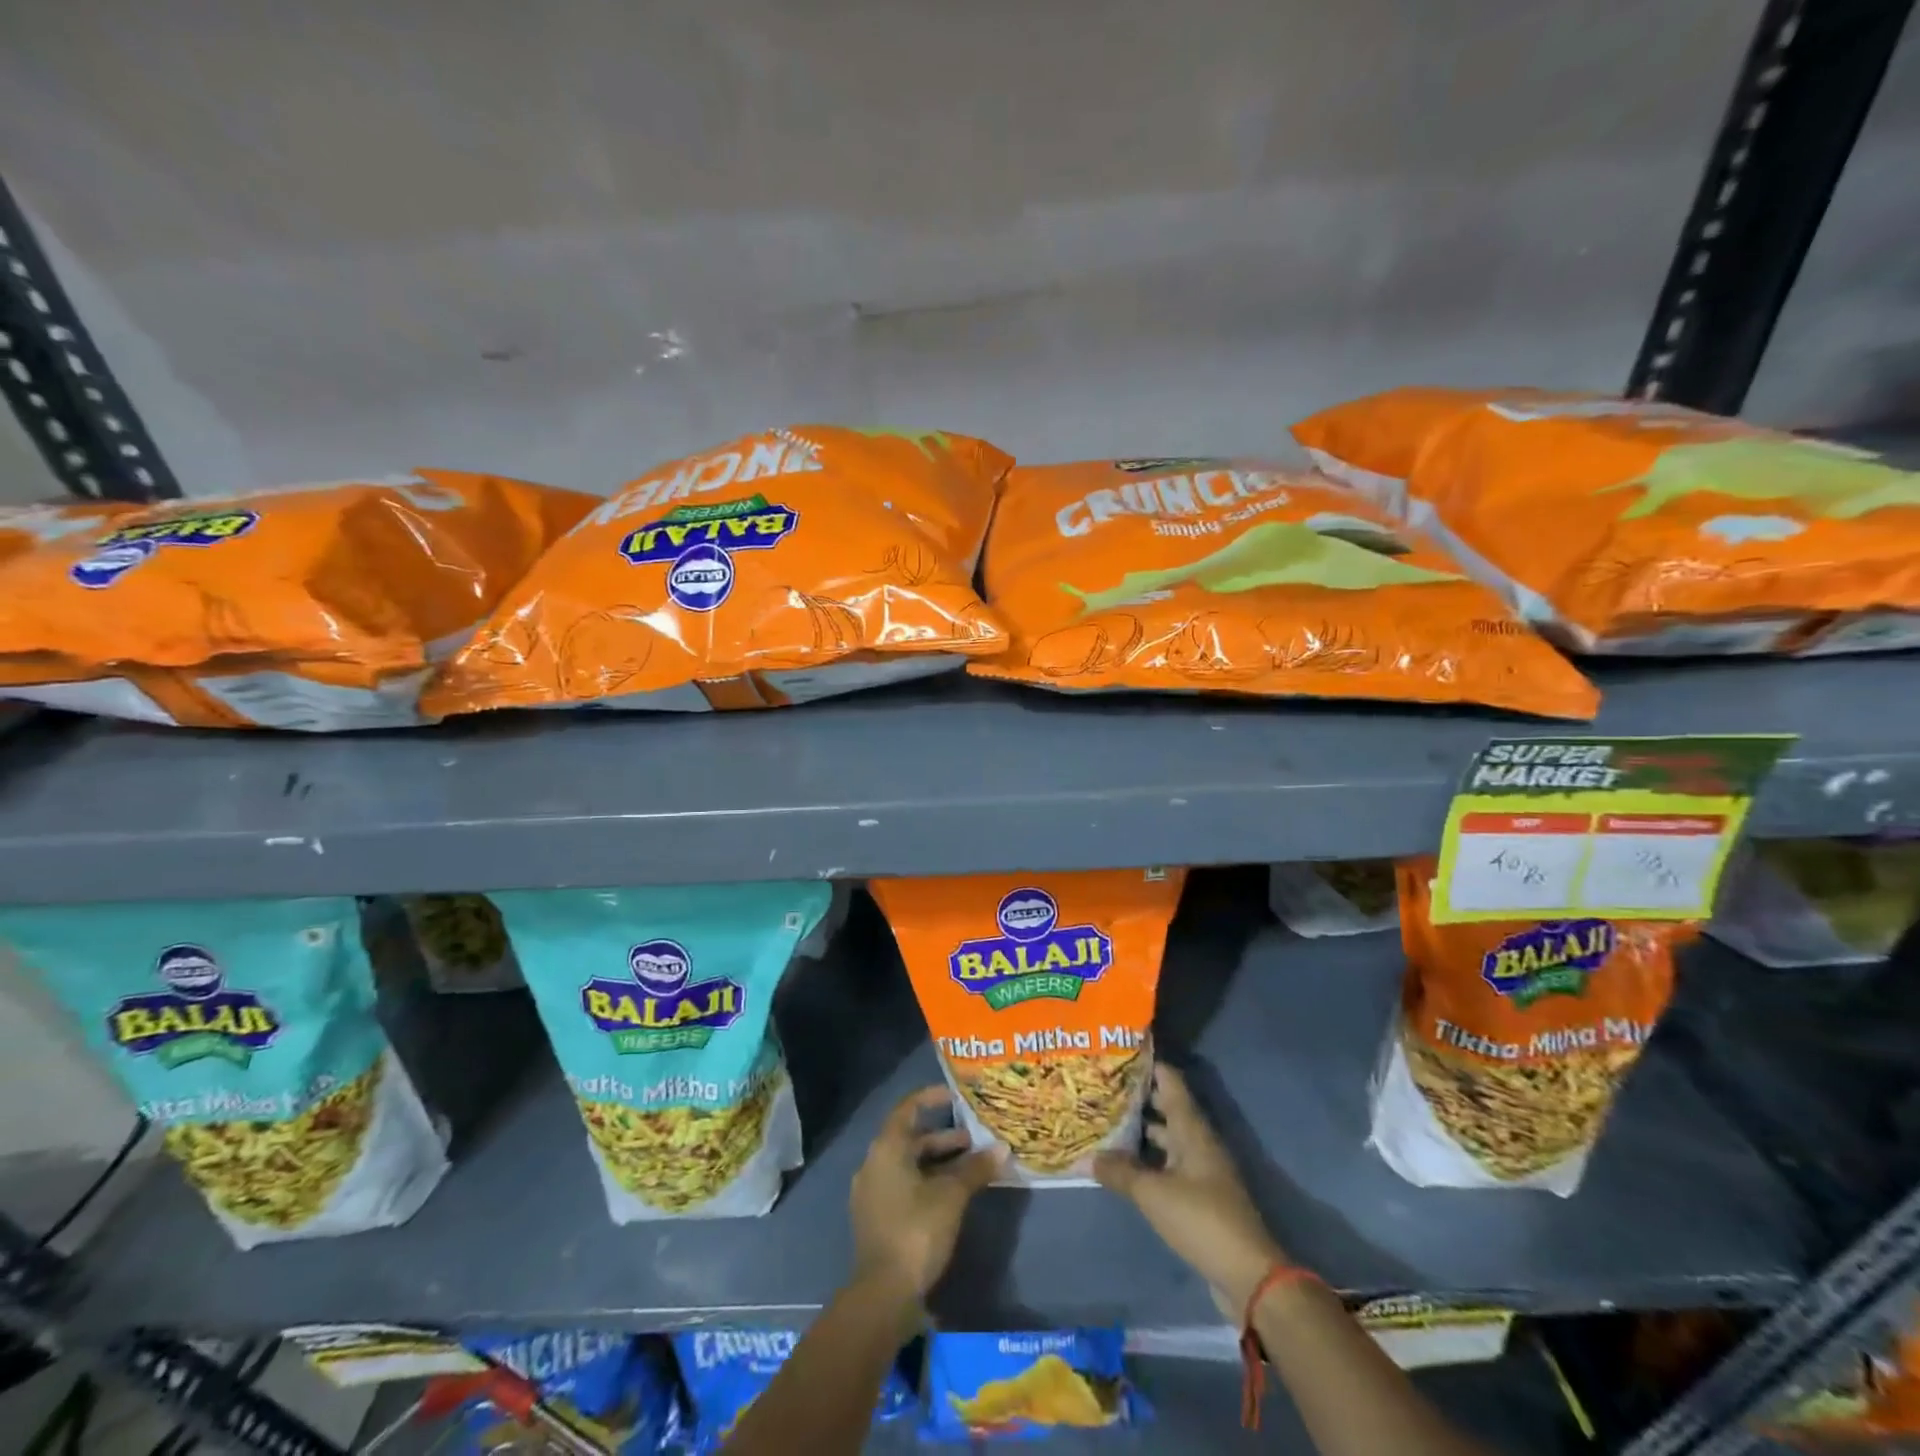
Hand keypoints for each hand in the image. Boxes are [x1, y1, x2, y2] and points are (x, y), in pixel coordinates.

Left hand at [850, 1086, 1003, 1300]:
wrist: (883, 1293)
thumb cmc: (916, 1230)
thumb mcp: (952, 1196)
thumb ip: (976, 1169)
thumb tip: (1002, 1149)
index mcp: (887, 1148)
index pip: (908, 1108)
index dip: (931, 1098)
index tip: (955, 1095)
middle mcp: (874, 1163)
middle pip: (910, 1139)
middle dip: (943, 1138)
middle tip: (974, 1140)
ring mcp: (872, 1192)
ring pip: (909, 1164)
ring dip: (938, 1162)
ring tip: (970, 1167)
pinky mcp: (876, 1217)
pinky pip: (903, 1185)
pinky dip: (927, 1181)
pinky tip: (951, 1195)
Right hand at [1095, 1063, 1286, 1314]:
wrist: (1248, 1275)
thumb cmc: (1202, 1219)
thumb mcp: (1153, 1194)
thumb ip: (1119, 1172)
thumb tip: (1086, 1157)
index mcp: (1192, 1128)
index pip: (1169, 1080)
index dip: (1147, 1064)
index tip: (1117, 1053)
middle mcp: (1197, 1141)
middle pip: (1165, 1107)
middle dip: (1136, 1097)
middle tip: (1100, 1087)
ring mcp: (1200, 1169)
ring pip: (1166, 1138)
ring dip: (1139, 1131)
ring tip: (1104, 1122)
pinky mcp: (1199, 1196)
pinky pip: (1168, 1165)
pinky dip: (1146, 1160)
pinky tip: (1122, 1166)